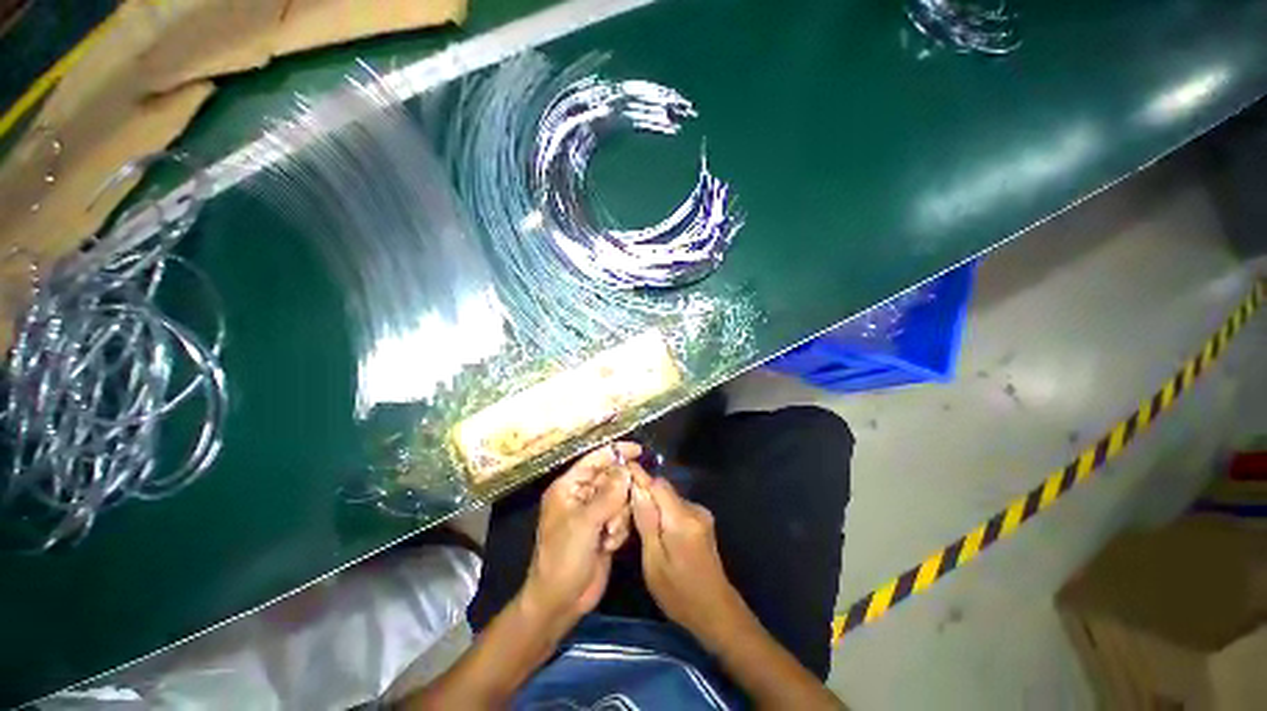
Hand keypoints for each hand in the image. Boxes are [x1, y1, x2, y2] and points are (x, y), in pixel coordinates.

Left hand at [521, 442, 640, 624]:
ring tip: (608, 534)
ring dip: (619, 516)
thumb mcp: (584, 523)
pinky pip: (622, 516)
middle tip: (621, 510)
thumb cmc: (564, 558)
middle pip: (611, 478)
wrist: (561, 601)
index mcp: (568, 487)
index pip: (594, 460)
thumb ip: (608, 495)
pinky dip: (620, 529)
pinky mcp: (604, 528)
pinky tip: (609, 545)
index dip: (615, 452)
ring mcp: (594, 513)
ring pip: (620, 498)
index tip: (639, 450)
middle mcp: (582, 495)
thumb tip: (627, 470)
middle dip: (619, 494)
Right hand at [629, 469, 749, 646]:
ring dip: (654, 505)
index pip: (658, 484)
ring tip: (637, 520)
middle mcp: (694, 509)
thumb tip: (637, 490)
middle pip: (664, 490)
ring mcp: (701, 515)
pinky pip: (677, 508)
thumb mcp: (654, 562)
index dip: (640, 476)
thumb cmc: (680, 594)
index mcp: (682, 519)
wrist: (717, 612)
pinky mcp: (702, 521)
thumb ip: (646, 523)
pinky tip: (656, 530)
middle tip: (623, 504)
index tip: (623, 466)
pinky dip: (664, 513)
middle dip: (644, 493)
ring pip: (669, 499)